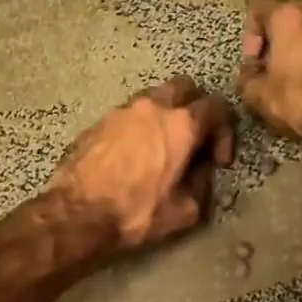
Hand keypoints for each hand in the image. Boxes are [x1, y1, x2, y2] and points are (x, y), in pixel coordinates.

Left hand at [46, 76, 235, 252]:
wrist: (77, 214)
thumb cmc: (136, 213)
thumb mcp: (185, 210)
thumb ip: (202, 183)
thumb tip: (201, 170)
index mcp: (181, 125)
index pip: (216, 107)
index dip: (224, 132)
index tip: (217, 159)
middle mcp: (153, 107)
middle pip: (185, 87)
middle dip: (196, 108)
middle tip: (194, 138)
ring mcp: (123, 110)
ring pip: (155, 96)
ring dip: (166, 114)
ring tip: (163, 144)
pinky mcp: (100, 120)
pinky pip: (130, 113)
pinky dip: (140, 125)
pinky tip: (135, 152)